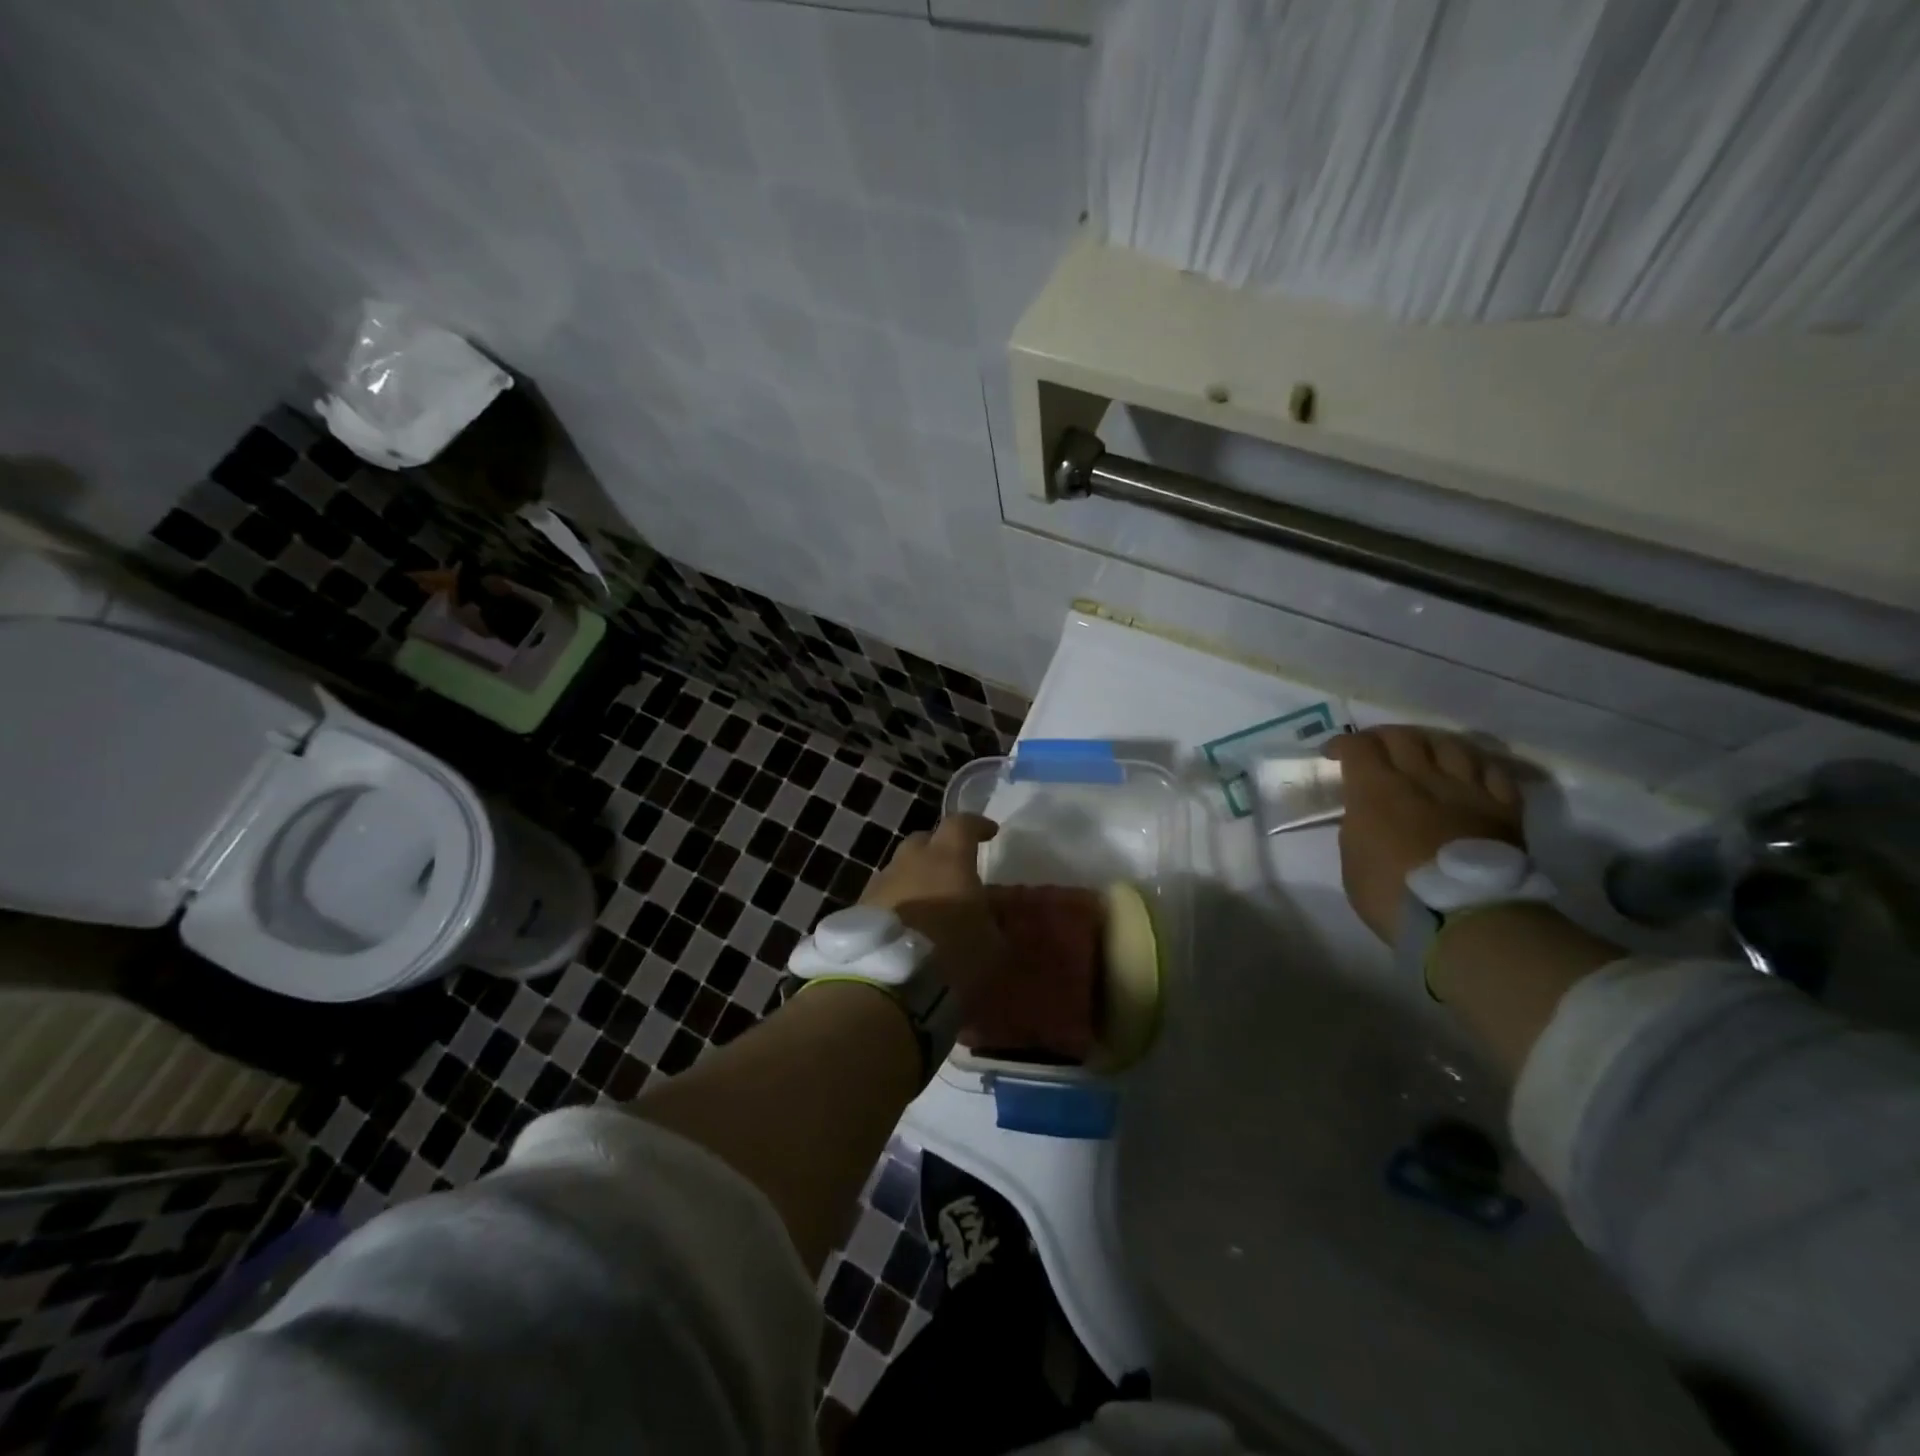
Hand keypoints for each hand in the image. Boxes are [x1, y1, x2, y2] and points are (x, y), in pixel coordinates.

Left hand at [859, 814, 1010, 1016]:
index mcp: (948, 859)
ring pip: (901, 869)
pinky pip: (884, 897)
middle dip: (940, 849)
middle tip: (955, 870)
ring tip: (930, 904)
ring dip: (916, 879)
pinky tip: (907, 927)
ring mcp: (880, 884)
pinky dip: (898, 904)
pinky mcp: (858, 910)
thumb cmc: (952, 956)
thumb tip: (995, 911)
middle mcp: (910, 862)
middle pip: (924, 841)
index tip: (989, 833)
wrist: (886, 986)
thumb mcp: (993, 944)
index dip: (976, 825)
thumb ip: (996, 921)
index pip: (961, 824)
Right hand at [1325, 727, 1524, 943]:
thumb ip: (1357, 825)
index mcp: (1376, 790)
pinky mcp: (1503, 808)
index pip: (1358, 746)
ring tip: (1424, 752)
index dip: (1342, 744)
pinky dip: (1476, 764)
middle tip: (1375, 749)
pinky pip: (1493, 770)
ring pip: (1450, 744)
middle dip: (1382, 737)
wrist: (1466, 919)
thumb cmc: (1392, 895)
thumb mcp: (1352, 860)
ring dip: (1430, 743)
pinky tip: (1468, 771)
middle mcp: (1422, 778)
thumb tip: (1365, 812)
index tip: (1333, 754)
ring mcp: (1467, 790)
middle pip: (1402, 736)